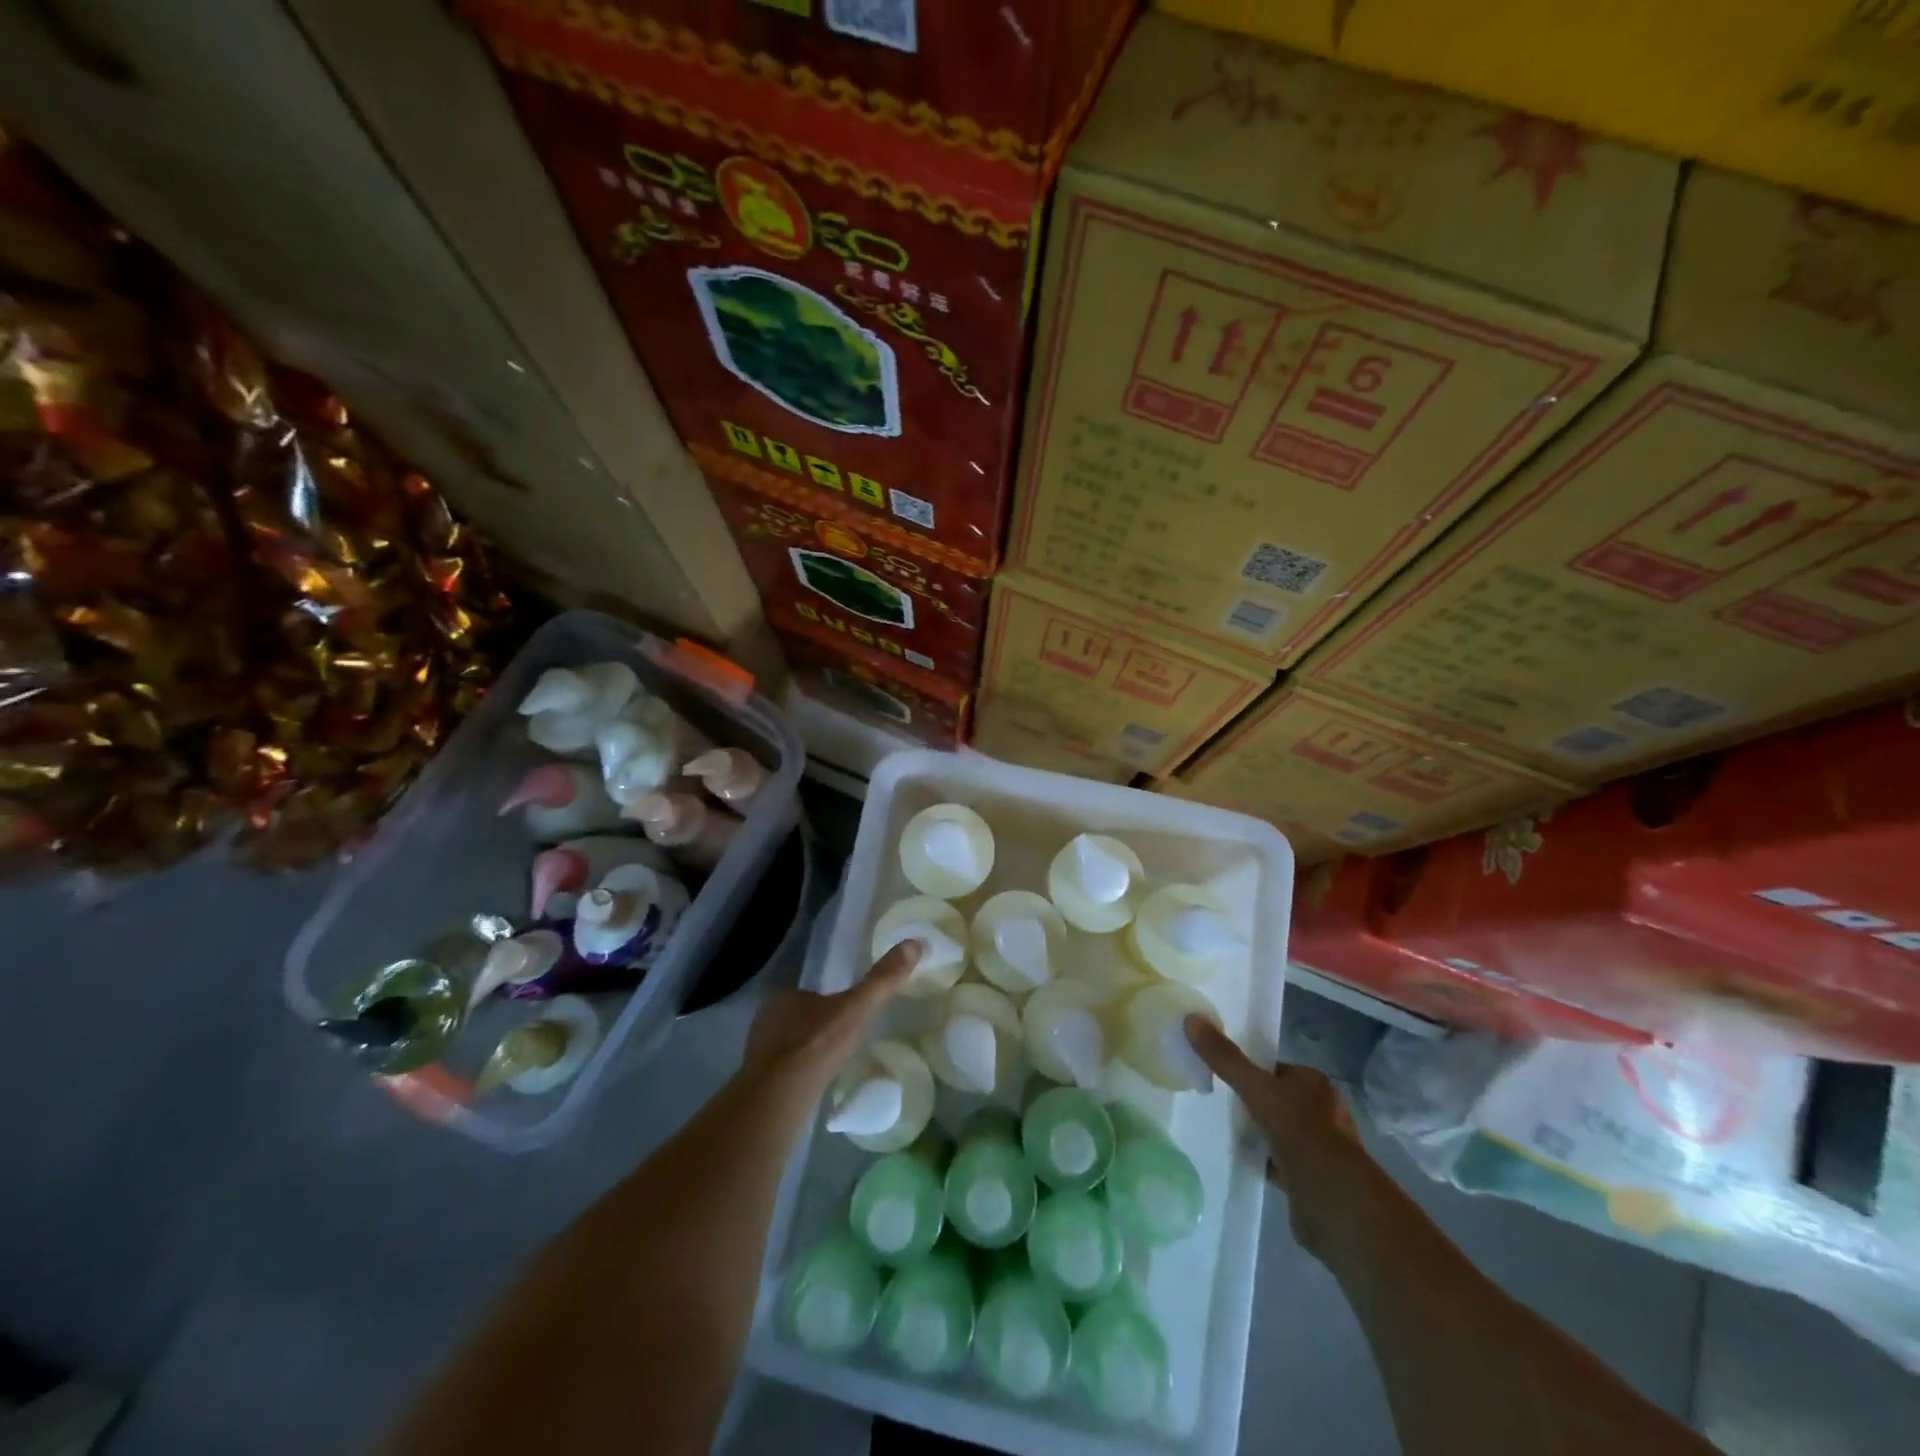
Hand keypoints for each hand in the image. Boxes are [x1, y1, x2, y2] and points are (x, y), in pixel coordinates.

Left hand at [743, 940, 920, 1089]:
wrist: (778, 1099)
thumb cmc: (816, 1046)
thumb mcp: (856, 1009)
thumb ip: (882, 980)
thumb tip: (914, 943)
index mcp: (784, 996)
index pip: (810, 991)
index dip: (828, 1000)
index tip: (846, 1012)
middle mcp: (766, 1018)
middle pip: (799, 1017)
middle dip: (819, 1026)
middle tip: (843, 1039)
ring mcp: (758, 1051)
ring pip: (790, 1044)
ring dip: (808, 1051)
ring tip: (832, 1063)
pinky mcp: (758, 1081)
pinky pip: (783, 1069)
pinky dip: (799, 1073)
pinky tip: (814, 1084)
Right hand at [1185, 1015, 1366, 1250]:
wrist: (1332, 1199)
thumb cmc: (1299, 1131)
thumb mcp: (1255, 1088)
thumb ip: (1224, 1057)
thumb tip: (1191, 1018)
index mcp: (1316, 1084)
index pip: (1277, 1069)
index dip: (1252, 1071)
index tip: (1225, 1078)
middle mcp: (1324, 1112)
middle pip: (1279, 1100)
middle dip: (1255, 1103)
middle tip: (1221, 1103)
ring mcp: (1322, 1148)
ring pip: (1281, 1131)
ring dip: (1260, 1133)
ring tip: (1228, 1131)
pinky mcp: (1313, 1178)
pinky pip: (1282, 1161)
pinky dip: (1265, 1160)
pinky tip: (1244, 1159)